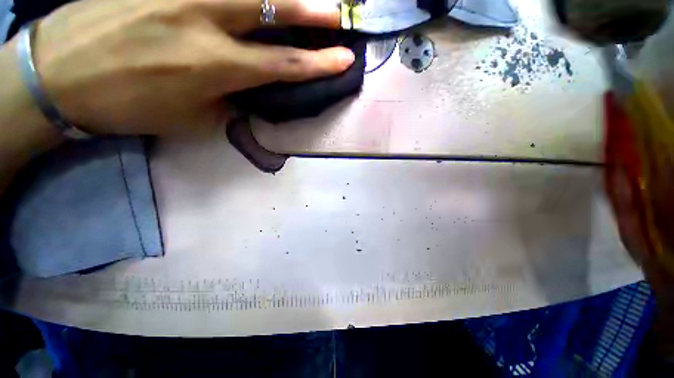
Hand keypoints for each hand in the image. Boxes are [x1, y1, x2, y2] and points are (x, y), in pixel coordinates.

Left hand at [26, 0, 353, 134]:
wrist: (59, 75)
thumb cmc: (127, 105)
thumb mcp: (189, 118)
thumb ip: (227, 101)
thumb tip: (250, 91)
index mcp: (214, 66)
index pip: (284, 64)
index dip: (319, 63)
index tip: (344, 59)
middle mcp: (202, 19)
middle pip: (273, 8)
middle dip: (312, 12)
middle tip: (339, 13)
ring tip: (304, 0)